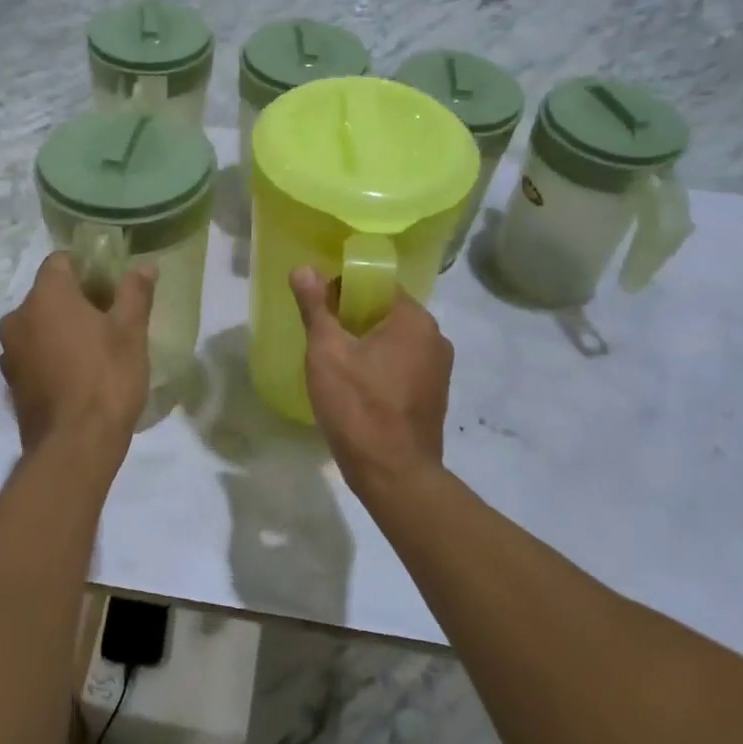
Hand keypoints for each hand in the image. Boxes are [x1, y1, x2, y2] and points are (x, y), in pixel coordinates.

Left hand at [0, 253, 155, 457]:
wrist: (75, 446)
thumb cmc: (107, 378)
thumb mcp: (131, 332)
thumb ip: (135, 292)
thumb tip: (146, 265)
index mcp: (46, 296)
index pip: (60, 261)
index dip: (87, 267)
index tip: (111, 285)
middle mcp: (18, 318)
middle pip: (48, 293)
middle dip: (76, 299)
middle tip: (110, 318)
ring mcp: (10, 352)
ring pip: (38, 325)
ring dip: (62, 328)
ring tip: (95, 348)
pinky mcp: (11, 382)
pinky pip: (33, 353)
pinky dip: (51, 354)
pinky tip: (77, 374)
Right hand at [290, 267, 452, 495]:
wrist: (394, 475)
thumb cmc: (358, 407)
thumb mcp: (327, 352)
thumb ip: (316, 307)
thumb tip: (303, 268)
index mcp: (414, 320)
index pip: (376, 285)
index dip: (343, 291)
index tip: (318, 310)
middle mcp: (435, 337)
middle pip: (385, 312)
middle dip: (352, 319)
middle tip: (321, 337)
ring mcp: (439, 369)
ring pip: (393, 340)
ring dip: (365, 344)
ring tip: (334, 363)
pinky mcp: (434, 395)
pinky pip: (402, 365)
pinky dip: (380, 367)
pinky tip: (357, 386)